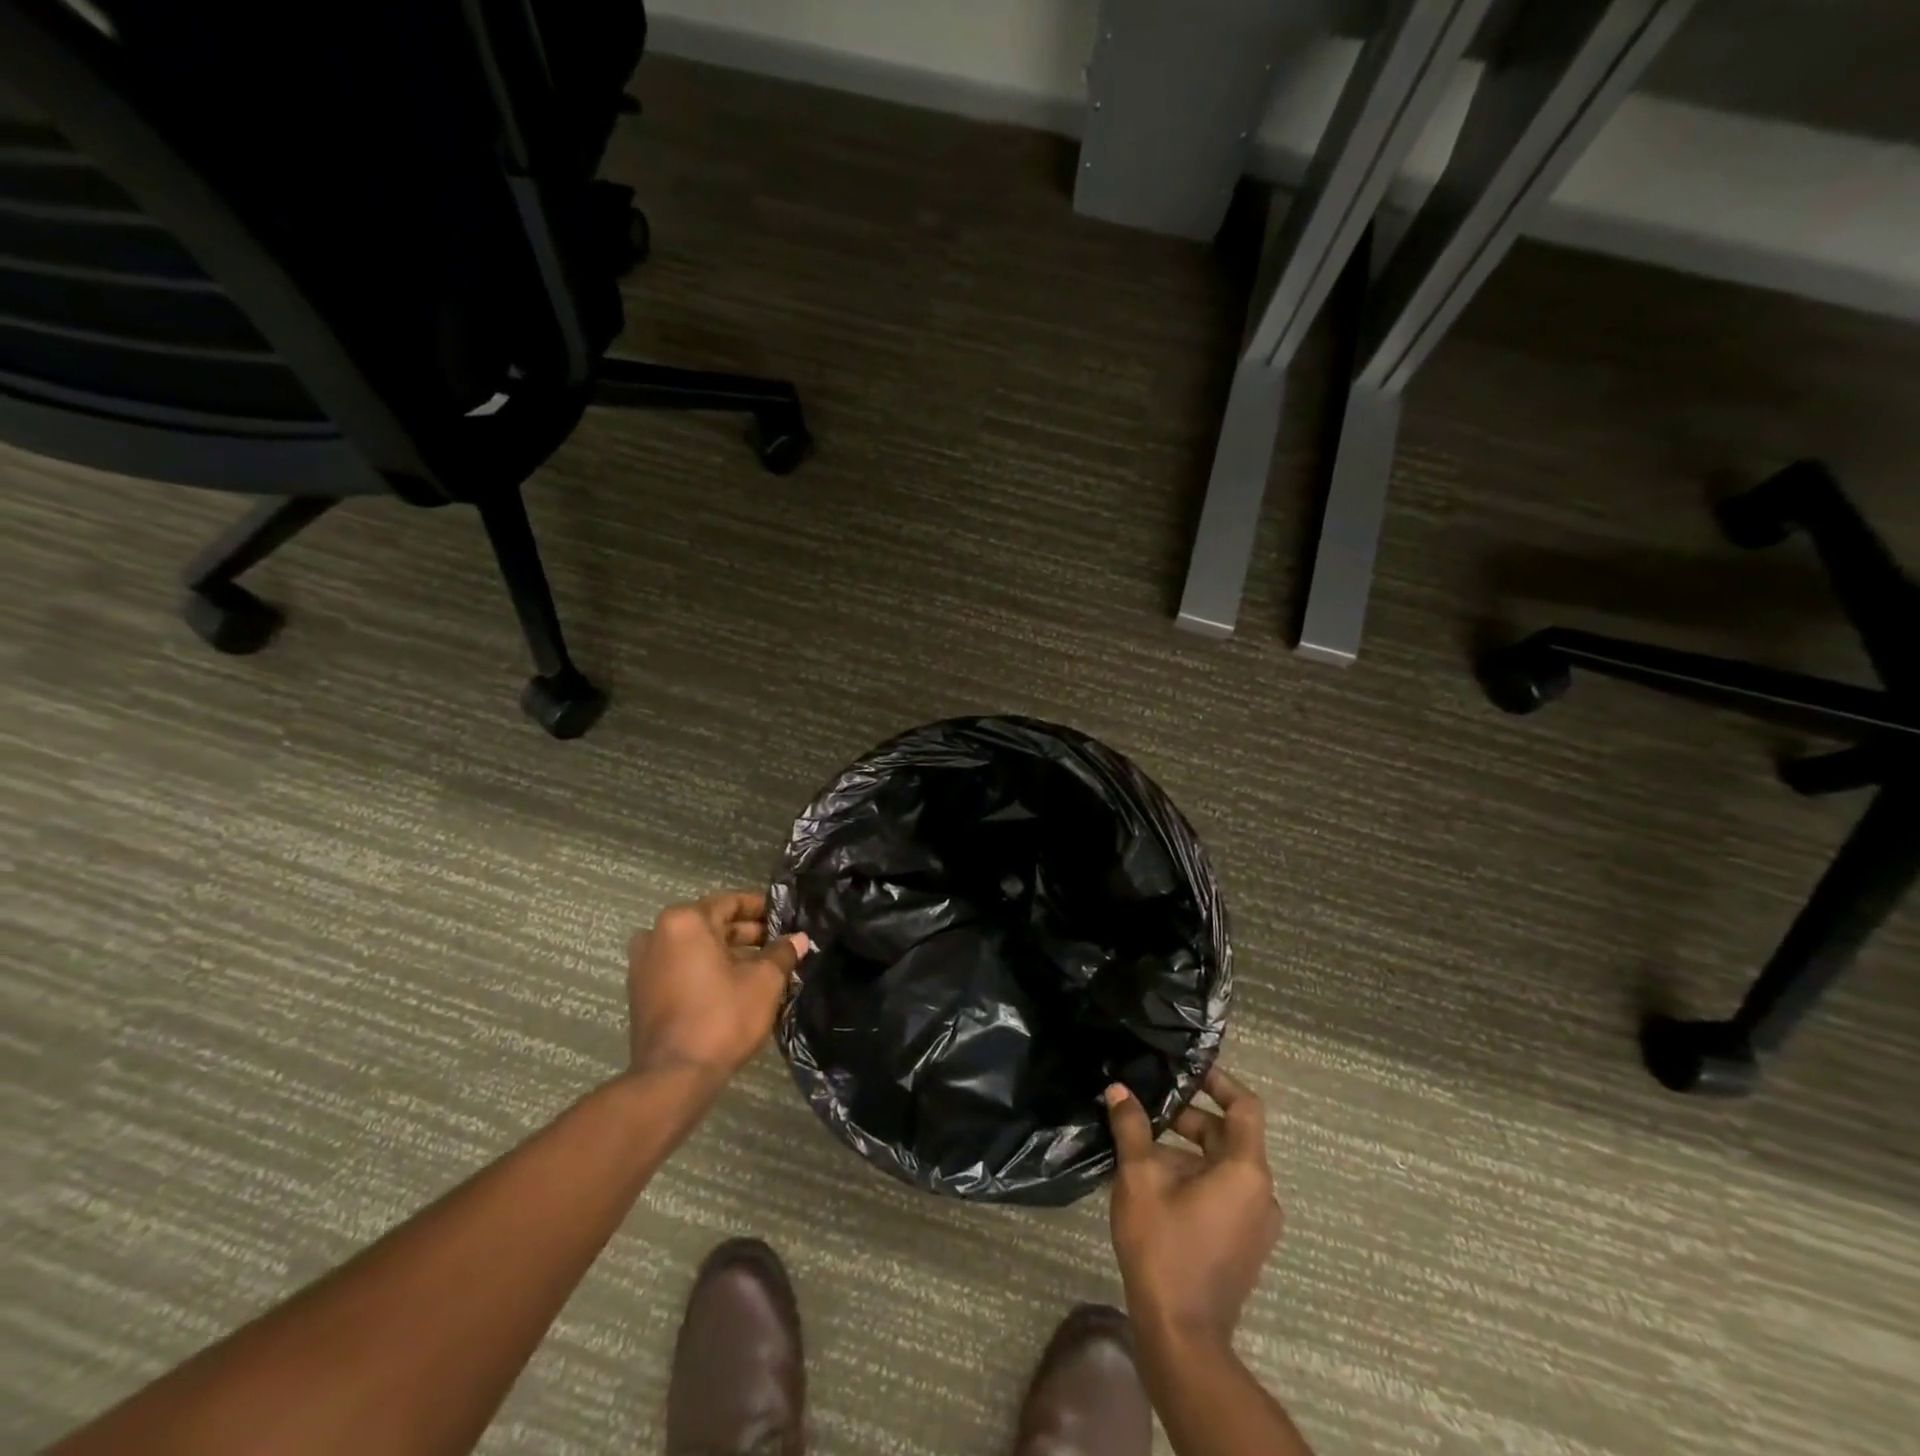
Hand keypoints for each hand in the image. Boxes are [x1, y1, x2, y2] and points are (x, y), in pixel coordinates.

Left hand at [626, 892, 809, 1084]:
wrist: (673, 1077)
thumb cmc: (722, 1017)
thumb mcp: (765, 981)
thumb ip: (782, 953)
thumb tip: (799, 939)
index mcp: (685, 922)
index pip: (729, 902)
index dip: (760, 908)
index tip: (783, 917)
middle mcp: (657, 934)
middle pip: (710, 923)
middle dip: (745, 934)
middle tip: (777, 945)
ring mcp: (643, 965)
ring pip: (694, 947)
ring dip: (726, 953)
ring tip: (760, 967)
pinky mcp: (641, 992)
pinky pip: (679, 967)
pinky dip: (704, 969)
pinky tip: (733, 985)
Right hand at [1105, 1067, 1281, 1350]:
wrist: (1181, 1337)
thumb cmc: (1164, 1247)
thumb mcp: (1139, 1179)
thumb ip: (1132, 1128)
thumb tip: (1118, 1090)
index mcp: (1246, 1171)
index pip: (1245, 1107)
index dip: (1219, 1081)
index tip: (1186, 1070)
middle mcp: (1261, 1193)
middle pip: (1229, 1136)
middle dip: (1188, 1119)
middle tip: (1147, 1110)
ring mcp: (1255, 1223)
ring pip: (1223, 1167)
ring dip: (1186, 1151)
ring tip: (1140, 1148)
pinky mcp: (1243, 1245)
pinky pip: (1224, 1193)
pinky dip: (1195, 1178)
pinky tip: (1154, 1185)